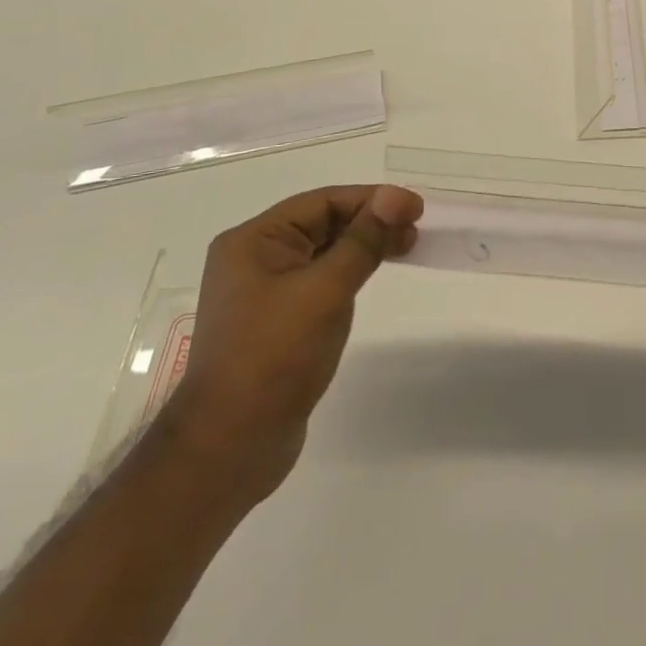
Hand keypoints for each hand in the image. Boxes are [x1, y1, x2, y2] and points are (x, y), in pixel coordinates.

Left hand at [162, 184, 422, 502]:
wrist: (229, 448)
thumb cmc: (274, 356)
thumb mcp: (325, 289)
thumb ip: (364, 239)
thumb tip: (396, 196)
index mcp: (253, 241)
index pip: (323, 202)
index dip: (373, 200)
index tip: (416, 208)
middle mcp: (253, 259)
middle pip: (323, 223)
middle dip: (371, 221)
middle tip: (416, 229)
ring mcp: (263, 293)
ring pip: (323, 252)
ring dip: (364, 246)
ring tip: (406, 248)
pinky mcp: (275, 322)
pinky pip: (319, 281)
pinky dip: (350, 272)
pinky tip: (372, 277)